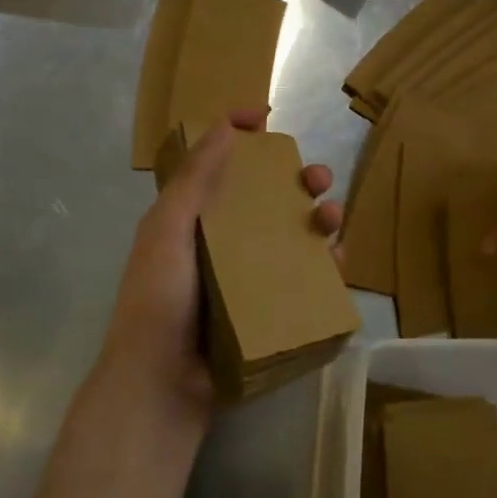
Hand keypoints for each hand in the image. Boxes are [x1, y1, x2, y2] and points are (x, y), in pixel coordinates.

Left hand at [96, 111, 342, 426]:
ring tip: (332, 219)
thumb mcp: (168, 229)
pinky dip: (326, 264)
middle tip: (318, 179)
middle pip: (270, 198)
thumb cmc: (159, 298)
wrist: (163, 381)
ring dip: (320, 218)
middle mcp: (225, 242)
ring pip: (295, 235)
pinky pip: (307, 278)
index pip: (220, 166)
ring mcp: (250, 277)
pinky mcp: (272, 308)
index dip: (240, 136)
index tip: (266, 117)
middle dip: (298, 180)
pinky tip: (336, 260)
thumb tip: (226, 124)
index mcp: (194, 220)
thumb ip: (195, 178)